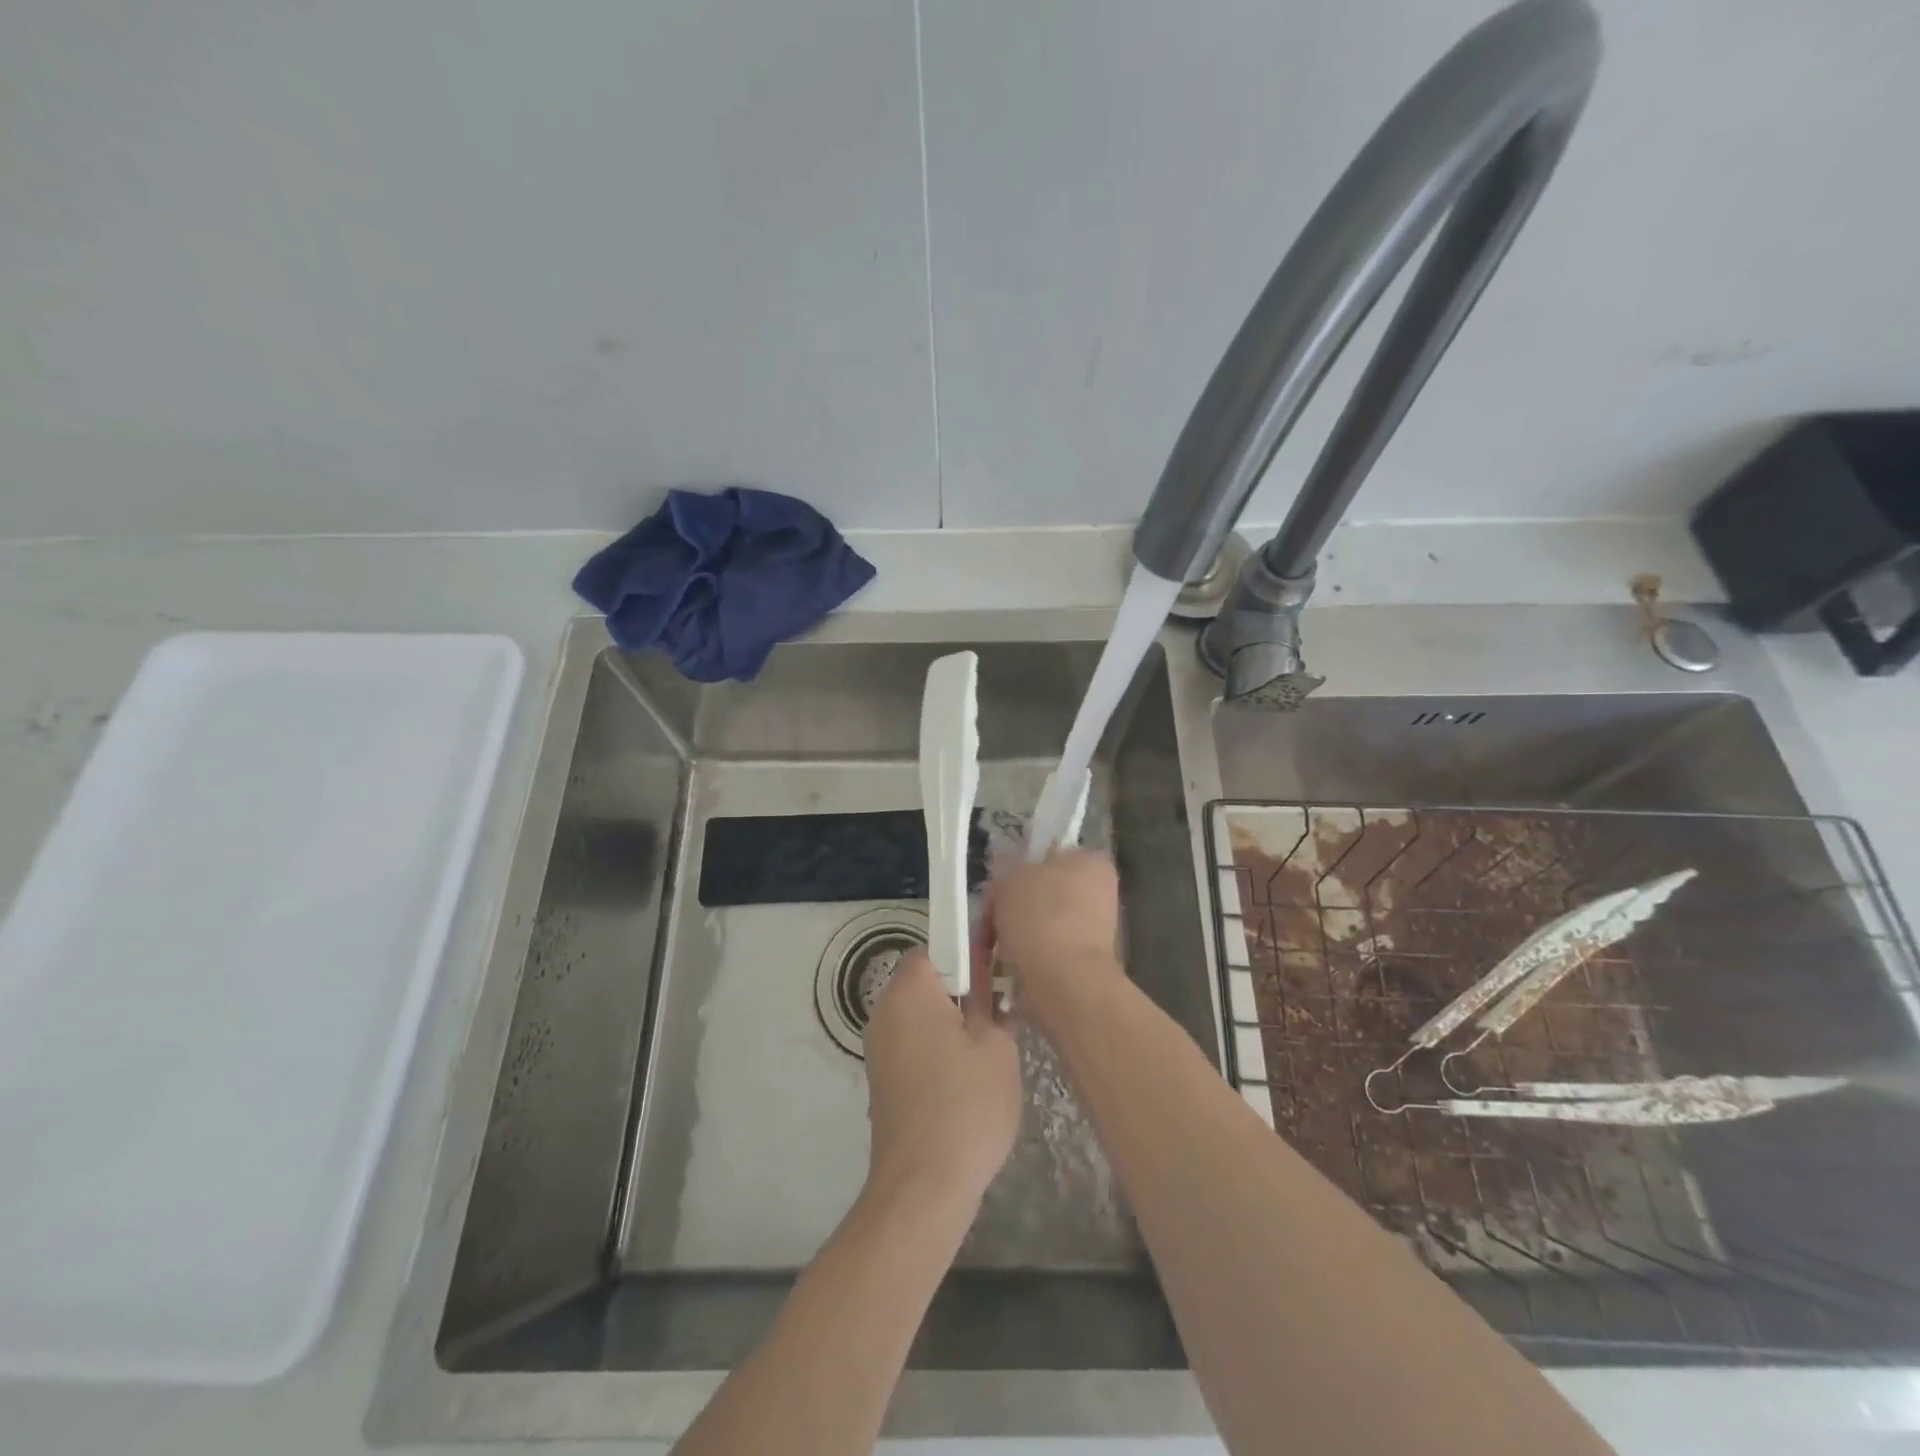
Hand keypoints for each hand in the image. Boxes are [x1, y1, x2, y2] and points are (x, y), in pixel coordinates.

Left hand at [863, 931, 1019, 1210]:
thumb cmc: (967, 1105)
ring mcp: (878, 1047)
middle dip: (961, 992)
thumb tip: (984, 969)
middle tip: (999, 1016)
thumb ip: (988, 998)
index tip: (995, 976)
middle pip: (926, 982)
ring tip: (987, 1053)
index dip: (967, 954)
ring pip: (920, 1016)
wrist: (923, 1187)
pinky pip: (912, 1045)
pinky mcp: (881, 1079)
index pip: (935, 947)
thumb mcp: (995, 1044)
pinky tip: (965, 1081)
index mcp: (909, 991)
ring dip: (951, 1024)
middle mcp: (884, 1011)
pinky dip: (936, 1050)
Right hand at [988, 849, 1122, 1018]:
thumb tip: (1011, 888)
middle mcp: (1101, 894)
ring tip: (994, 949)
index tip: (1000, 890)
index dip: (1021, 871)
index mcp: (1091, 862)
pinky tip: (1007, 967)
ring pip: (1043, 926)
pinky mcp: (1085, 964)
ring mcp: (1096, 932)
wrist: (1063, 980)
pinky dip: (1026, 960)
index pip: (1052, 857)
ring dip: (1018, 936)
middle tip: (991, 922)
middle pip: (1045, 894)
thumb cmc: (1039, 916)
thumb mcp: (1010, 880)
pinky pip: (1046, 954)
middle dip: (1016, 910)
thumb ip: (1010, 876)